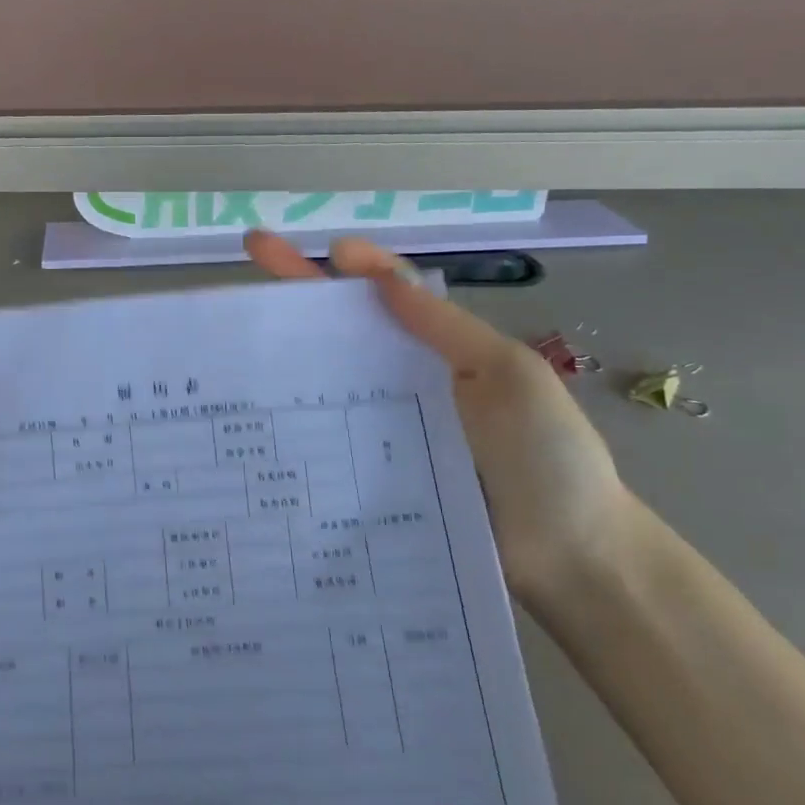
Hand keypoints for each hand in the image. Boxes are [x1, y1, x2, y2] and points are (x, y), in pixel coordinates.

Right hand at [245, 233, 632, 605]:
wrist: (569, 557)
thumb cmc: (546, 455)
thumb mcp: (509, 376)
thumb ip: (445, 328)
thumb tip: (382, 276)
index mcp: (444, 351)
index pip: (392, 293)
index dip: (357, 265)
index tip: (321, 247)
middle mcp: (408, 383)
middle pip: (347, 329)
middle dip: (300, 290)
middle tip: (254, 250)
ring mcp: (388, 432)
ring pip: (329, 381)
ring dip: (286, 352)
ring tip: (235, 332)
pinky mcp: (374, 478)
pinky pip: (330, 440)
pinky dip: (294, 420)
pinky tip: (256, 414)